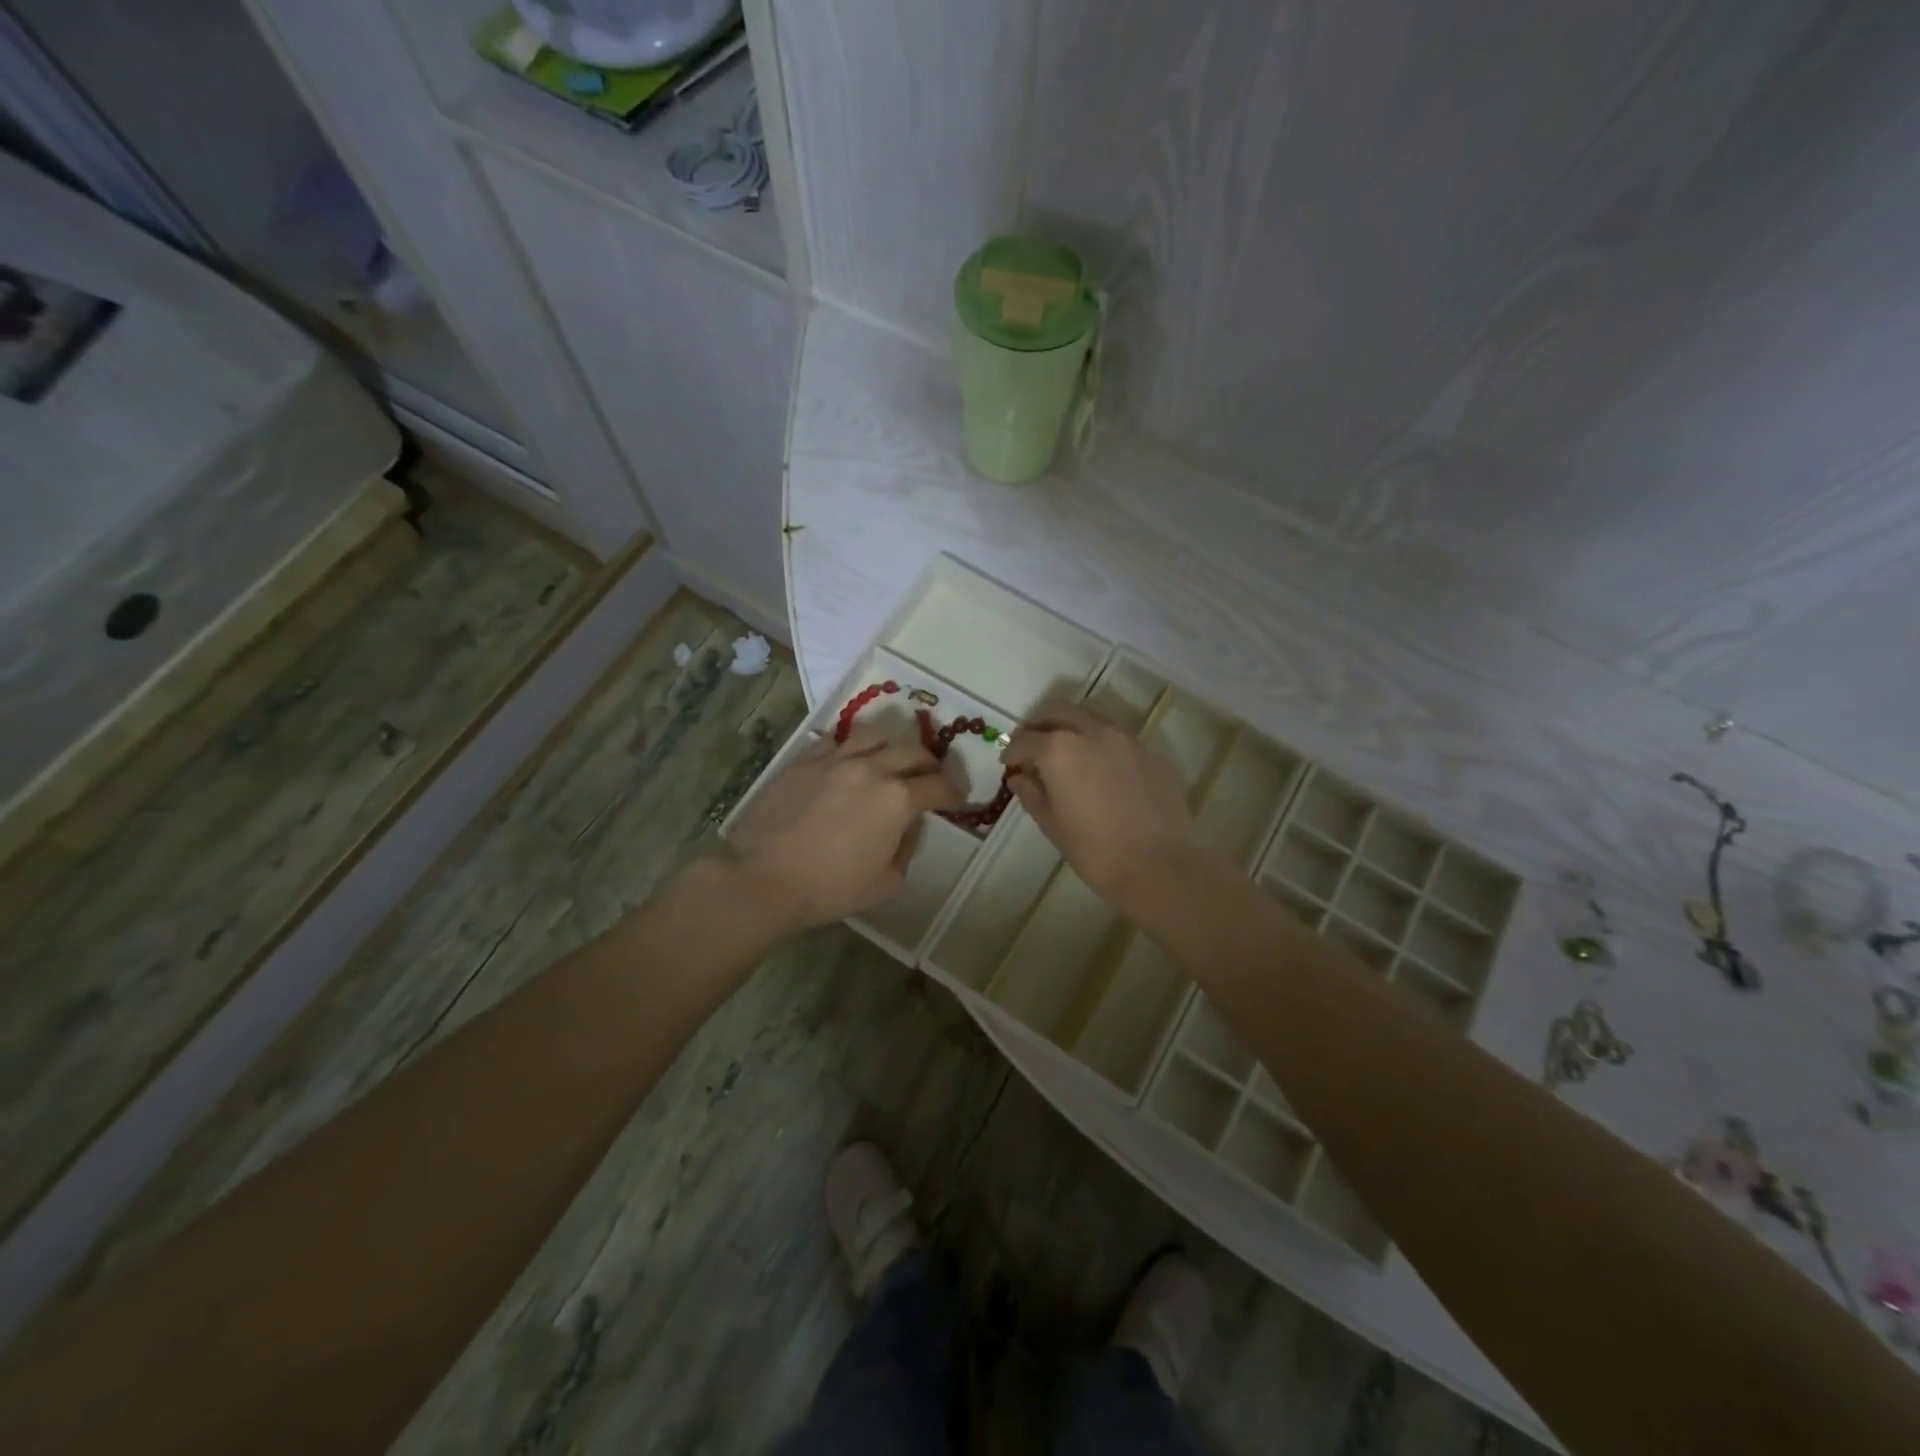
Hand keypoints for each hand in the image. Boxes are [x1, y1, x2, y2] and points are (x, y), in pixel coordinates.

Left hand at [726, 726, 960, 930]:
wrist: (764, 878)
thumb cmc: (830, 888)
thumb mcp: (886, 883)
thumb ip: (906, 848)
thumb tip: (908, 826)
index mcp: (898, 799)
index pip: (938, 786)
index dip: (954, 792)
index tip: (957, 799)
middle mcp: (872, 769)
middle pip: (913, 752)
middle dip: (930, 764)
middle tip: (931, 777)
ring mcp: (835, 759)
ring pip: (875, 735)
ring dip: (892, 747)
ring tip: (890, 760)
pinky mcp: (804, 760)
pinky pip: (836, 741)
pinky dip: (851, 747)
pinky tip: (848, 760)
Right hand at [1002, 704, 1192, 900]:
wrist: (1157, 864)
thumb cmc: (1094, 849)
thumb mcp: (1051, 824)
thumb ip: (1031, 794)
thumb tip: (1019, 777)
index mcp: (1059, 749)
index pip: (1026, 739)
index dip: (1012, 750)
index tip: (1009, 763)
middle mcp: (1092, 731)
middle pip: (1058, 711)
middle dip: (1041, 725)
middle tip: (1034, 747)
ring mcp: (1125, 738)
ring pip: (1092, 717)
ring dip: (1073, 727)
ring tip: (1069, 752)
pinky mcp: (1151, 752)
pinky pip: (1119, 738)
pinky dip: (1102, 744)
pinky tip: (1103, 770)